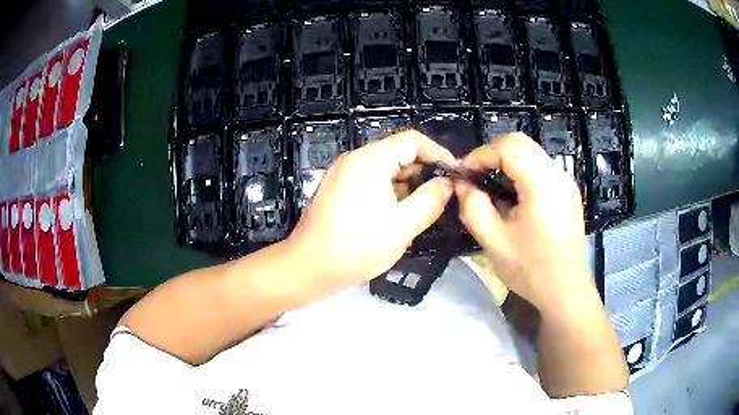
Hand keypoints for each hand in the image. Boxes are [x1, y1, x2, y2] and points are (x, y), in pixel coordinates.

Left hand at [288, 130, 454, 288]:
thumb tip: (447, 183)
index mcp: (370, 160)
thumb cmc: (355, 248)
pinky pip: (372, 182)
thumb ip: (431, 200)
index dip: (438, 153)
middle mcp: (355, 159)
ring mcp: (344, 173)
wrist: (308, 268)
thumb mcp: (402, 226)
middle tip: (441, 198)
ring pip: (386, 170)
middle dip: (423, 173)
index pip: (412, 140)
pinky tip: (397, 217)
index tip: (455, 174)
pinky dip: (390, 193)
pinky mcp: (339, 188)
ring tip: (420, 212)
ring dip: (407, 186)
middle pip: (399, 153)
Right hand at [455, 133, 592, 311]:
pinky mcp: (568, 191)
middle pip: (522, 144)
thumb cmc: (530, 270)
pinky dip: (521, 172)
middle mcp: (559, 176)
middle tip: (477, 178)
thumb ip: (472, 207)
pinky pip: (541, 168)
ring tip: (493, 189)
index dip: (483, 153)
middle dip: (493, 154)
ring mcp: (567, 183)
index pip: (511, 146)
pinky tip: (514, 198)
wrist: (564, 290)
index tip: (466, 173)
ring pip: (532, 153)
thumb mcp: (493, 242)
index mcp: (543, 187)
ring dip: (507, 163)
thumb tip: (463, 183)